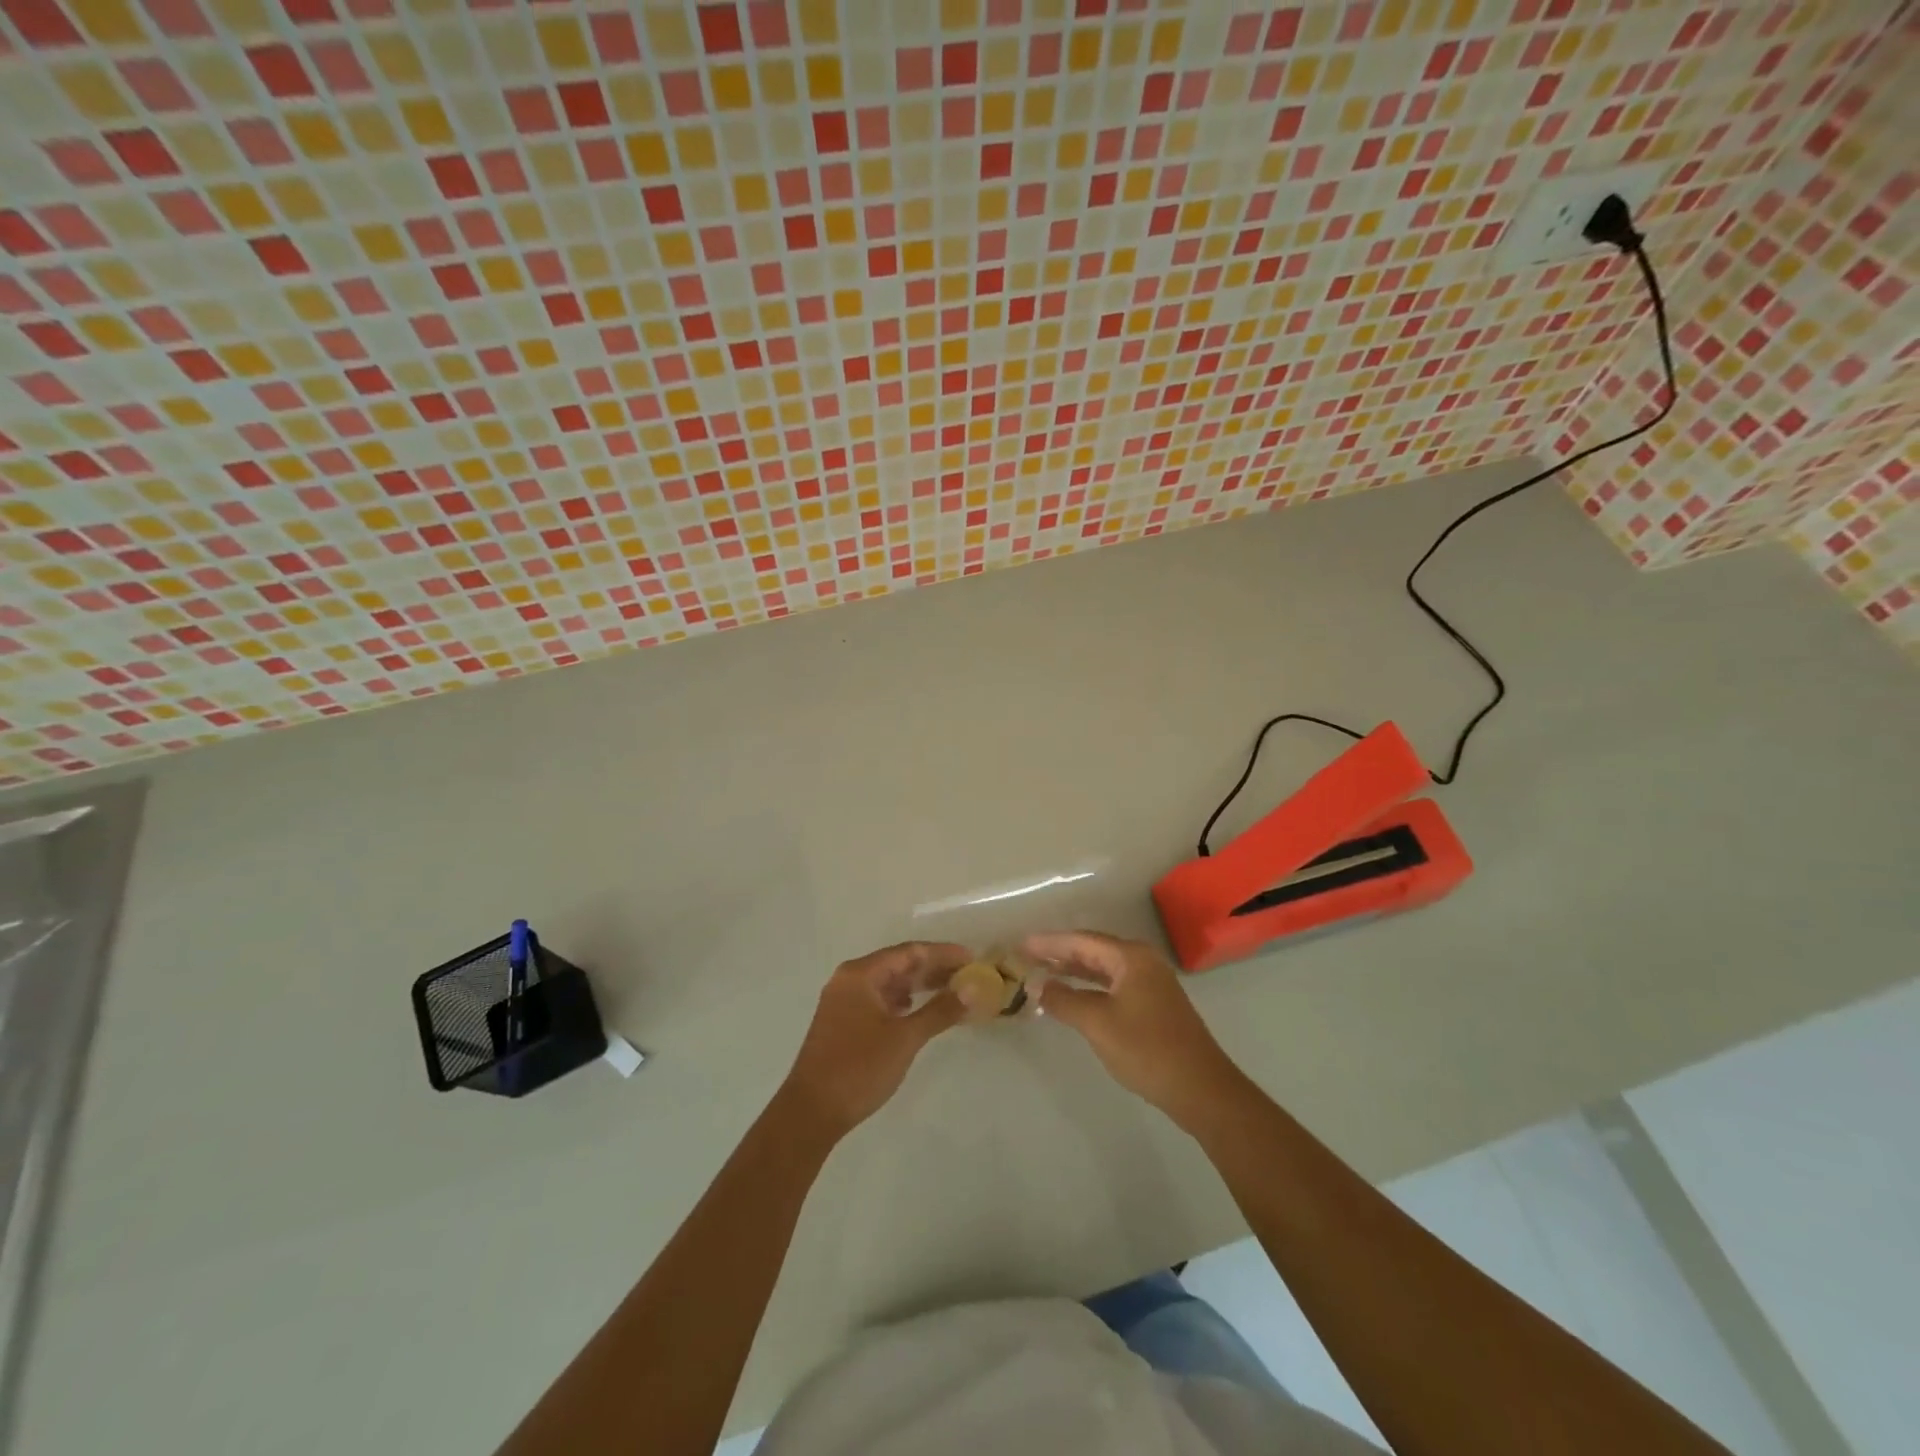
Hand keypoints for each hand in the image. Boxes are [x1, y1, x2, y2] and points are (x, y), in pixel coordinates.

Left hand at [780, 941, 969, 1137]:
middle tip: (967, 976)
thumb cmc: (859, 1068)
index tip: (972, 959)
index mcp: (860, 974)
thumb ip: (940, 1010)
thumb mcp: (905, 1038)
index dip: (943, 953)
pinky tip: (917, 1010)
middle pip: (898, 964)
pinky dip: (902, 1002)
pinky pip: (879, 1000)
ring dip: (918, 986)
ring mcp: (843, 1001)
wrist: (811, 1112)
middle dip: (933, 969)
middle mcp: (849, 980)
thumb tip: (973, 988)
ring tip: (950, 992)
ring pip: (888, 983)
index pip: (910, 952)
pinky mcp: (842, 1022)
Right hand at [1026, 931, 1244, 1128]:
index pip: (1082, 940)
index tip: (1021, 944)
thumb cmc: (1147, 1050)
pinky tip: (1073, 997)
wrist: (1201, 1089)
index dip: (1050, 942)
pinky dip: (1089, 988)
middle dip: (1060, 953)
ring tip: (1044, 973)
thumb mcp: (1098, 1023)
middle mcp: (1142, 962)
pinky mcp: (1154, 1005)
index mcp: (1131, 957)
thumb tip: (1037, 985)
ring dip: (1074, 970)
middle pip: (1093, 950)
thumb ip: (1064, 1000)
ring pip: (1103, 969)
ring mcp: (1151, 984)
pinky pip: (1113, 985)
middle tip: (1027, 957)